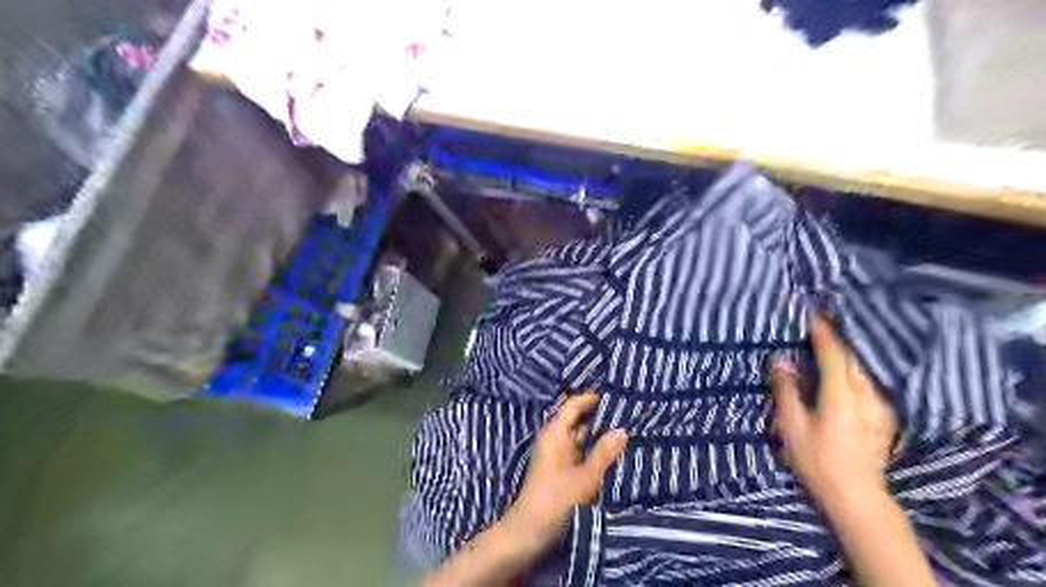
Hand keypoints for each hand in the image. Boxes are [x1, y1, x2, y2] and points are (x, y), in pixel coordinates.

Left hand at [500, 391, 623, 557]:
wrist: (529, 534)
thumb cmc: (555, 501)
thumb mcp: (585, 477)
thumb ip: (604, 453)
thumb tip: (622, 429)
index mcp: (555, 434)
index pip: (573, 405)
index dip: (591, 398)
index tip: (615, 392)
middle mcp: (556, 440)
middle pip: (578, 420)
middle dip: (600, 415)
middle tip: (629, 409)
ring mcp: (559, 456)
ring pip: (582, 437)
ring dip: (600, 434)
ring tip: (628, 426)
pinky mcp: (563, 471)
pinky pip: (582, 453)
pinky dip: (596, 449)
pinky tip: (615, 451)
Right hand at [767, 315, 899, 505]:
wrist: (857, 496)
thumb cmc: (817, 460)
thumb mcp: (792, 425)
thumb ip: (787, 389)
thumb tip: (780, 359)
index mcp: (841, 393)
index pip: (833, 352)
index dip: (822, 331)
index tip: (811, 312)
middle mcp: (866, 394)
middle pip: (853, 356)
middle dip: (837, 337)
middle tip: (820, 322)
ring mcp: (880, 406)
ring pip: (864, 368)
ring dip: (849, 352)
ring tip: (833, 341)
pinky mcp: (884, 417)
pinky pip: (870, 381)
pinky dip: (857, 369)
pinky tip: (850, 370)